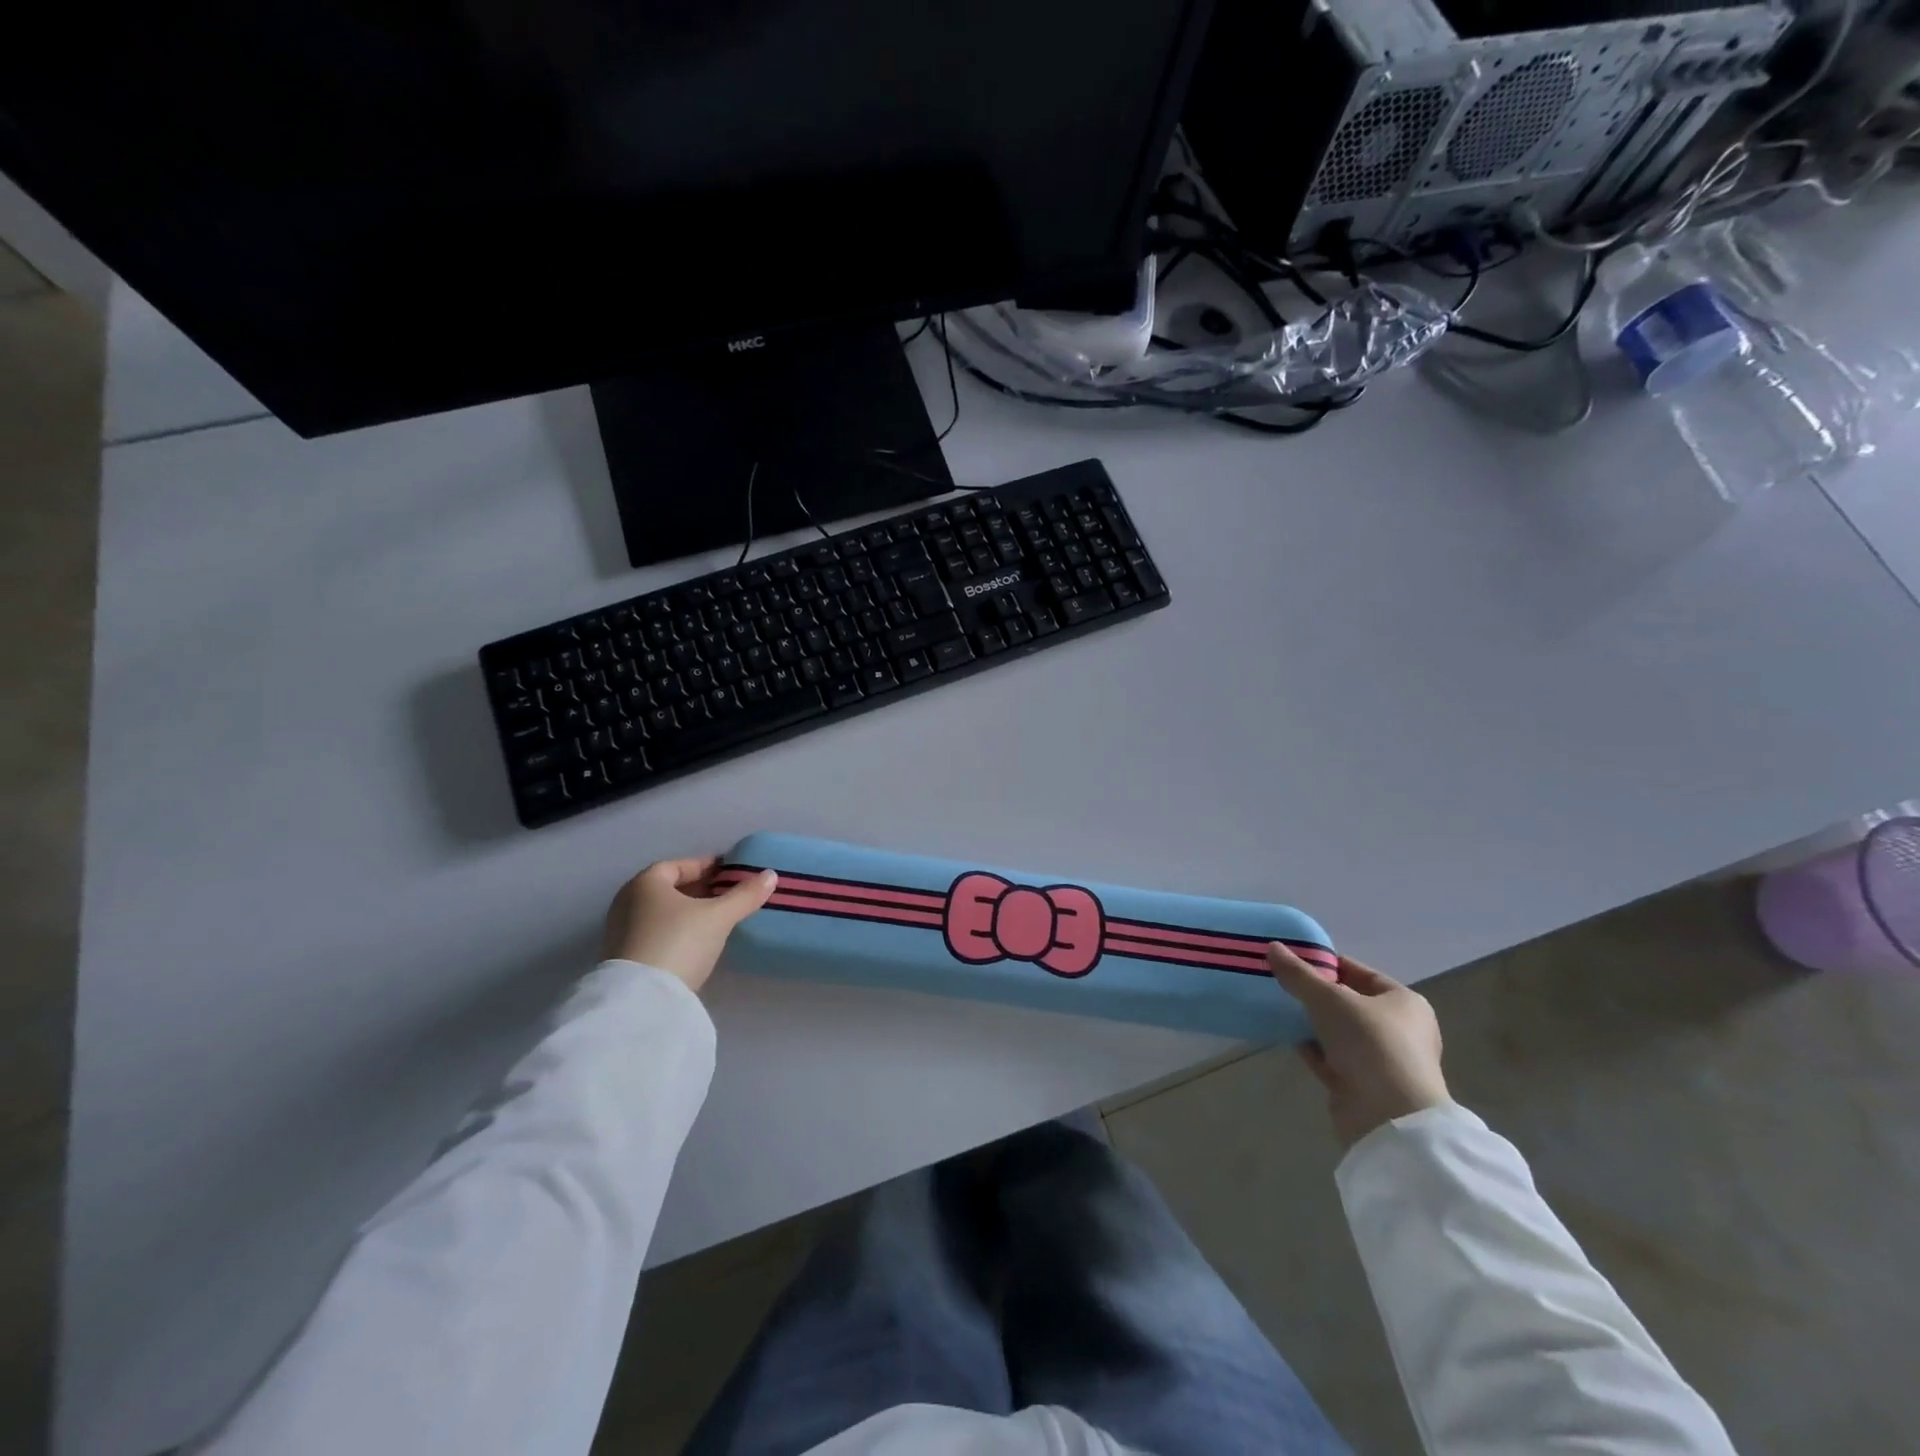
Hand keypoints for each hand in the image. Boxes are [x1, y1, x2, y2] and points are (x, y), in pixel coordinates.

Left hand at [603, 857, 777, 992]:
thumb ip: (745, 895)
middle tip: (727, 895)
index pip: (677, 865)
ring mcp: (620, 932)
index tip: (729, 873)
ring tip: (717, 919)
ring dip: (687, 912)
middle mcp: (627, 902)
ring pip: (661, 913)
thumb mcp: (719, 917)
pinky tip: (697, 943)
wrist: (642, 1000)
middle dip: (698, 890)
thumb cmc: (679, 942)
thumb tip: (770, 875)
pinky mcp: (623, 959)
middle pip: (668, 889)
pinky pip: (655, 933)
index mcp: (645, 883)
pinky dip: (676, 931)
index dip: (705, 867)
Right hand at [1267, 945, 1448, 1148]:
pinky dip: (1311, 1048)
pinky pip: (1331, 1057)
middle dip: (1314, 994)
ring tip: (1277, 1006)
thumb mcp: (1329, 999)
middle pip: (1348, 1003)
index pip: (1360, 973)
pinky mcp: (1362, 1085)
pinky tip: (1285, 1036)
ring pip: (1338, 1032)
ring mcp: (1381, 1060)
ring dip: (1310, 1022)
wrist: (1389, 1118)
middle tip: (1280, 983)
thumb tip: (1273, 947)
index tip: (1292, 960)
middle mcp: (1398, 1030)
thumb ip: (1299, 974)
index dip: (1327, 964)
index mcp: (1404, 1003)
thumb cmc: (1370, 1044)